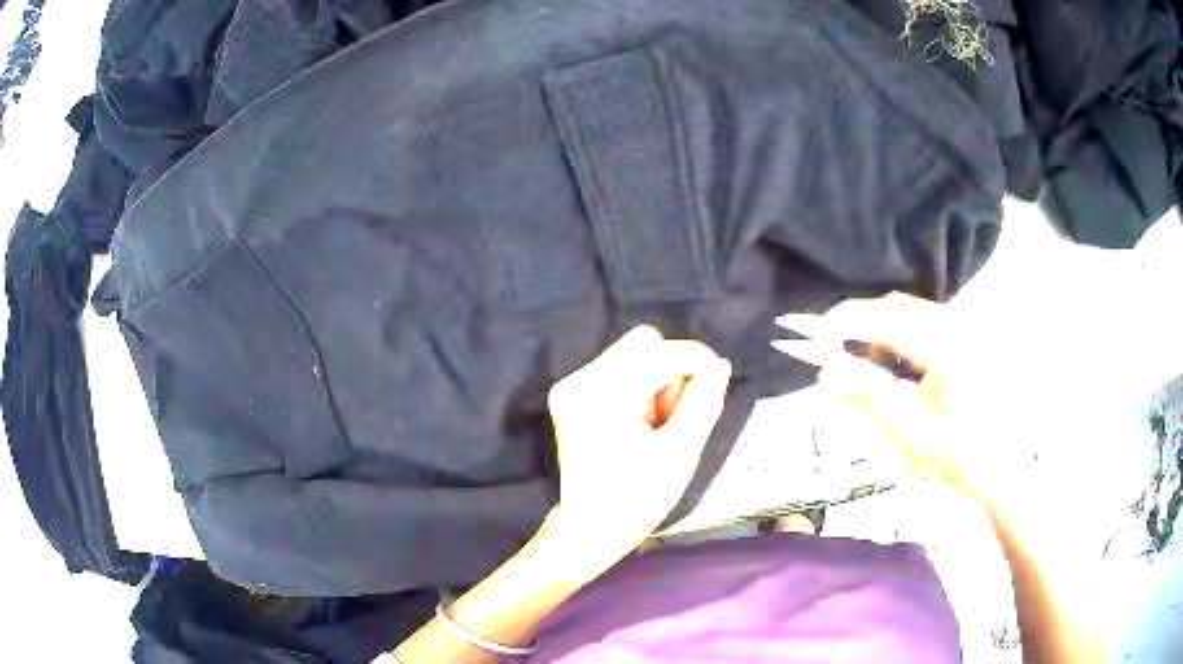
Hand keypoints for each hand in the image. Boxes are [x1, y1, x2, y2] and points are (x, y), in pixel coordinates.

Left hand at [545, 325, 731, 561]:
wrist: (590, 529)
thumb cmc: (637, 500)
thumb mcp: (681, 454)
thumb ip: (703, 403)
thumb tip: (718, 364)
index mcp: (602, 396)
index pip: (659, 352)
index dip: (695, 359)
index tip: (715, 383)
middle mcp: (580, 380)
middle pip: (643, 344)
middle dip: (671, 372)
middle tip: (674, 417)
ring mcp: (571, 386)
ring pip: (632, 354)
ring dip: (656, 381)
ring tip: (656, 426)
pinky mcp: (572, 394)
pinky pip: (619, 369)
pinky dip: (638, 387)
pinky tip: (639, 423)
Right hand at [779, 292, 1129, 536]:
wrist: (1008, 474)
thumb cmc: (965, 460)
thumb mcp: (914, 436)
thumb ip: (870, 398)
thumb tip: (828, 370)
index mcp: (952, 345)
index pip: (888, 318)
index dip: (847, 323)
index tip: (812, 336)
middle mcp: (961, 326)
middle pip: (898, 310)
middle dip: (861, 328)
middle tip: (831, 354)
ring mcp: (967, 332)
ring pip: (911, 318)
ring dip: (880, 337)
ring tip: (860, 368)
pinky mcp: (968, 343)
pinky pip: (925, 330)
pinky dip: (900, 345)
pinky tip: (894, 372)